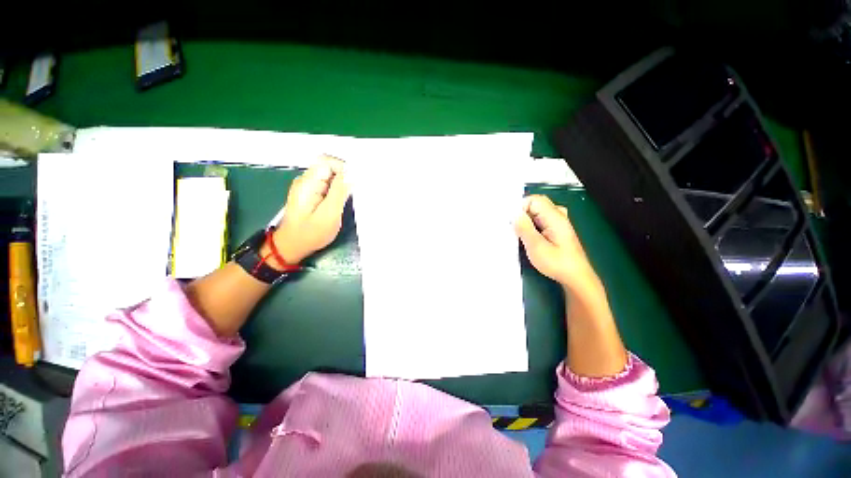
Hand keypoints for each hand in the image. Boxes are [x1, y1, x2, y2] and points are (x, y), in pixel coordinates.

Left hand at [264, 155, 350, 265]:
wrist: (292, 247)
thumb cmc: (311, 233)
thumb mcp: (329, 214)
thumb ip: (340, 192)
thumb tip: (352, 174)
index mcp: (308, 183)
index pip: (327, 161)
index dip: (343, 168)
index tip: (355, 182)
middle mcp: (306, 181)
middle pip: (329, 167)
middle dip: (345, 177)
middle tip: (354, 194)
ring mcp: (308, 187)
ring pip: (330, 176)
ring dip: (342, 184)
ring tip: (348, 199)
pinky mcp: (312, 194)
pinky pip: (328, 185)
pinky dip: (338, 190)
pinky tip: (342, 202)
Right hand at [515, 195, 598, 292]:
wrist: (576, 278)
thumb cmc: (557, 264)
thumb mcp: (536, 247)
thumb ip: (524, 228)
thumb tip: (515, 214)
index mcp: (555, 217)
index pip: (534, 200)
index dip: (520, 207)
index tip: (511, 221)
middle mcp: (558, 216)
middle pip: (536, 204)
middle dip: (522, 213)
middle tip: (514, 228)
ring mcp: (558, 223)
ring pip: (537, 212)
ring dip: (526, 220)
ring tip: (519, 233)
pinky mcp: (556, 230)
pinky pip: (540, 220)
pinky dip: (531, 225)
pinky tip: (528, 236)